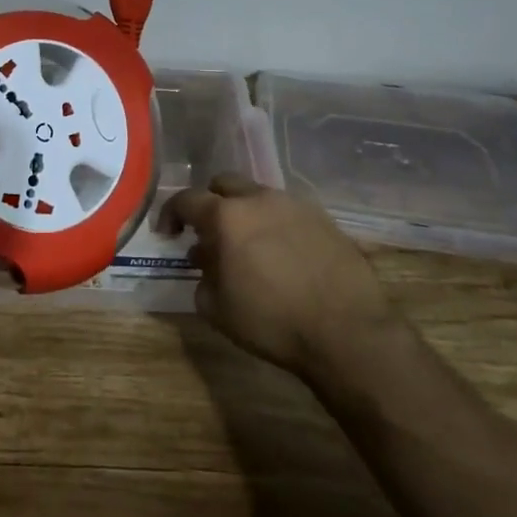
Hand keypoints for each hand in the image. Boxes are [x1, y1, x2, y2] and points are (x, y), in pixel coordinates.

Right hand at [158, 174, 393, 374]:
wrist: (348, 332)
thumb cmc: (272, 321)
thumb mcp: (217, 310)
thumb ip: (202, 278)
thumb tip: (206, 261)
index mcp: (226, 217)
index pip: (186, 199)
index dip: (170, 214)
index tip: (168, 233)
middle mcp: (259, 199)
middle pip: (224, 184)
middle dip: (210, 203)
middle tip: (209, 233)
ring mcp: (295, 206)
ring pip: (259, 196)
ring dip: (245, 214)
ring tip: (249, 247)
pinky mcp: (324, 220)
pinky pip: (288, 213)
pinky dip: (275, 226)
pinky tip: (282, 256)